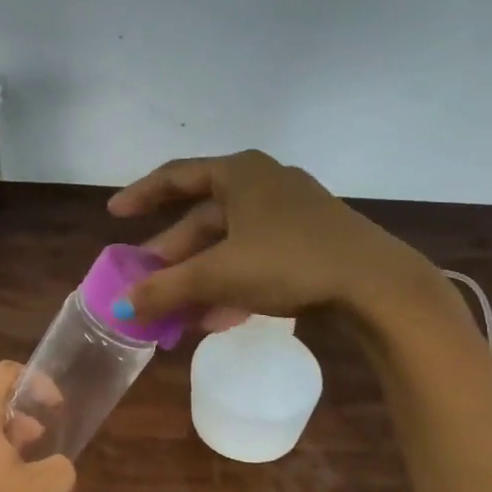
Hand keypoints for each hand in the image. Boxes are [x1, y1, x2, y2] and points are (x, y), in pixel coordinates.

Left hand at [0, 362, 76, 491]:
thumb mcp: (53, 484)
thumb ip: (62, 463)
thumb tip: (53, 464)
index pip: (6, 372)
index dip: (37, 381)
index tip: (55, 407)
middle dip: (22, 413)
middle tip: (41, 439)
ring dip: (6, 437)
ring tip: (28, 466)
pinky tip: (6, 489)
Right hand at [108, 150, 459, 339]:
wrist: (377, 285)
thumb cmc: (289, 261)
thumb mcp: (220, 274)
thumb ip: (166, 289)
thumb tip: (121, 307)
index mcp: (240, 174)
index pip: (176, 177)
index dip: (141, 196)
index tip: (114, 215)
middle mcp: (263, 184)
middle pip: (202, 218)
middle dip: (172, 255)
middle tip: (146, 281)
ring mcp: (290, 213)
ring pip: (228, 244)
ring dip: (199, 278)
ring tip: (176, 311)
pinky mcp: (309, 242)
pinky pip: (254, 258)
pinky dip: (231, 283)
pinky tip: (217, 318)